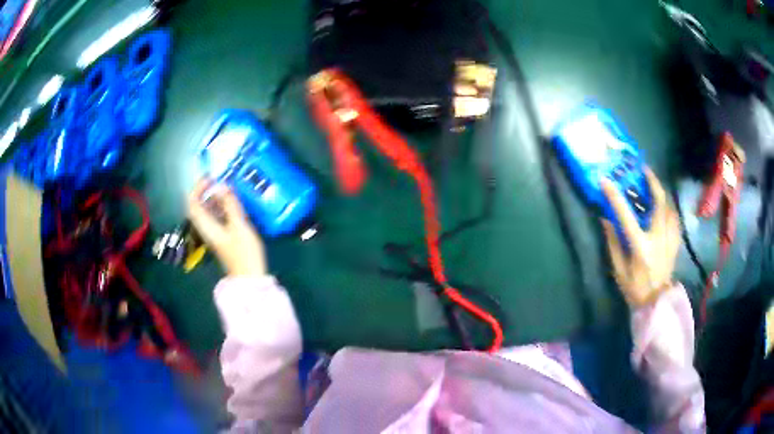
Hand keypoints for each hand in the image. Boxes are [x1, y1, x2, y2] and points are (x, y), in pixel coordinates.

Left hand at [188, 179, 266, 276]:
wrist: (250, 276)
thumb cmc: (244, 253)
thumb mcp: (239, 226)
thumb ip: (230, 205)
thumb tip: (221, 186)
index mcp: (207, 226)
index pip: (193, 204)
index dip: (198, 188)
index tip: (210, 177)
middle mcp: (207, 229)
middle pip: (199, 206)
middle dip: (206, 191)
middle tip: (219, 180)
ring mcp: (214, 233)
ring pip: (208, 211)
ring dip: (214, 198)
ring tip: (227, 188)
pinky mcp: (222, 236)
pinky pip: (216, 217)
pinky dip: (221, 206)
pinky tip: (233, 203)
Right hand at [601, 168, 680, 306]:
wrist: (656, 302)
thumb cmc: (634, 288)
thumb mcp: (619, 269)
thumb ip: (613, 243)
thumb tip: (606, 219)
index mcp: (641, 246)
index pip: (626, 215)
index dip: (614, 196)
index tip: (606, 180)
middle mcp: (658, 238)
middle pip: (659, 201)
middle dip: (652, 181)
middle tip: (644, 170)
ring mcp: (670, 239)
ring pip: (669, 206)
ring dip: (661, 193)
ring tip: (653, 187)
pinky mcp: (675, 242)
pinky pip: (674, 218)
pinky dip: (669, 209)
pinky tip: (664, 208)